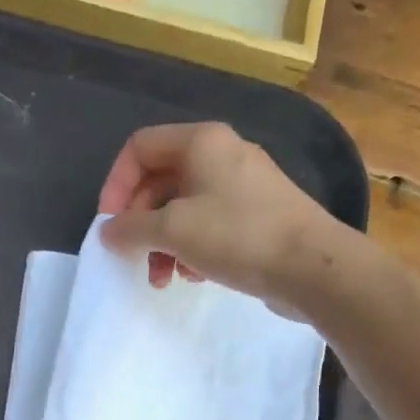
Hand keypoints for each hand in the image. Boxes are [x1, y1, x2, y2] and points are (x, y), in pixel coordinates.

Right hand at [97, 122, 336, 305]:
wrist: (311, 264)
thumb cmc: (237, 236)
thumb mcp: (173, 230)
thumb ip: (131, 228)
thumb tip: (108, 232)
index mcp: (200, 142)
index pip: (140, 148)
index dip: (116, 184)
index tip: (110, 225)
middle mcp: (221, 153)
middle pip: (160, 180)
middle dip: (141, 223)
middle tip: (135, 258)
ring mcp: (242, 184)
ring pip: (183, 207)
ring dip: (164, 243)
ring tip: (164, 278)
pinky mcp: (256, 214)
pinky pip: (208, 223)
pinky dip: (192, 247)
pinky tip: (194, 275)